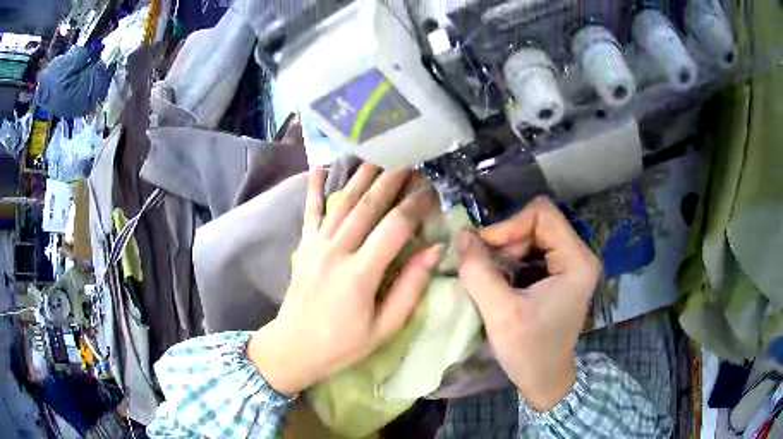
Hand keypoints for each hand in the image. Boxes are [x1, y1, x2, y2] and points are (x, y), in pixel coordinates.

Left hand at [248, 164, 439, 394]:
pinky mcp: (305, 246)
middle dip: (393, 179)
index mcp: (360, 273)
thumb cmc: (342, 344)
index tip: (433, 190)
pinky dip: (314, 186)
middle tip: (412, 160)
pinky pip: (310, 211)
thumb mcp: (384, 328)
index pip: (395, 226)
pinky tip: (319, 165)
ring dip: (363, 175)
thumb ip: (410, 288)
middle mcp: (337, 250)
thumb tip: (434, 250)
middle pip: (369, 205)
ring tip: (380, 154)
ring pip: (343, 201)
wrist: (293, 347)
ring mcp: (317, 245)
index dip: (417, 204)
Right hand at [455, 197, 600, 410]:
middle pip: (537, 223)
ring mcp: (571, 264)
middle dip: (505, 240)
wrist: (544, 379)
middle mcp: (579, 256)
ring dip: (506, 251)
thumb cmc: (529, 350)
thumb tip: (460, 235)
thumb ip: (478, 271)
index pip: (542, 214)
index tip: (483, 250)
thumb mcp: (501, 313)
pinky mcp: (560, 274)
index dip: (509, 225)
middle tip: (481, 263)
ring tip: (487, 273)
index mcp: (577, 261)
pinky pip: (533, 251)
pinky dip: (511, 260)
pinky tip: (498, 279)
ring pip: (532, 236)